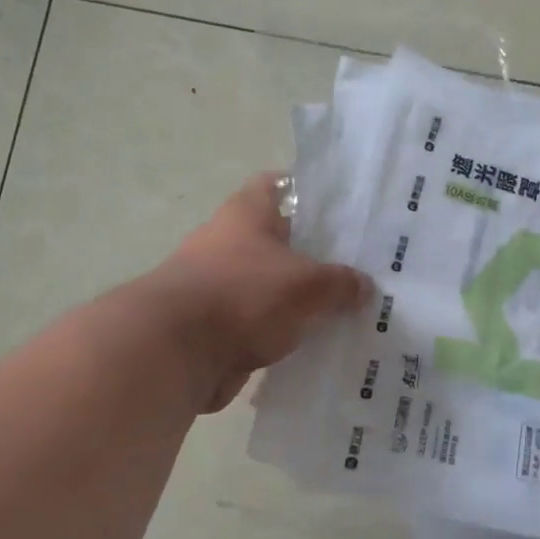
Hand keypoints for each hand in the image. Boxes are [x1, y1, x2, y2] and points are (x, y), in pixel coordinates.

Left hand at [154, 174, 370, 412]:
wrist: (175, 352)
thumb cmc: (243, 296)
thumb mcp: (307, 285)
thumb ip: (340, 283)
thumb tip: (364, 286)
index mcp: (247, 215)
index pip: (278, 185)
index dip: (309, 192)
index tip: (342, 209)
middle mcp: (230, 243)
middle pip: (280, 241)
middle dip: (316, 254)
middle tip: (360, 267)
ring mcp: (221, 287)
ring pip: (272, 287)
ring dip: (301, 300)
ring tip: (348, 310)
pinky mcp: (217, 327)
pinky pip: (261, 325)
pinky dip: (285, 334)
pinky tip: (320, 345)